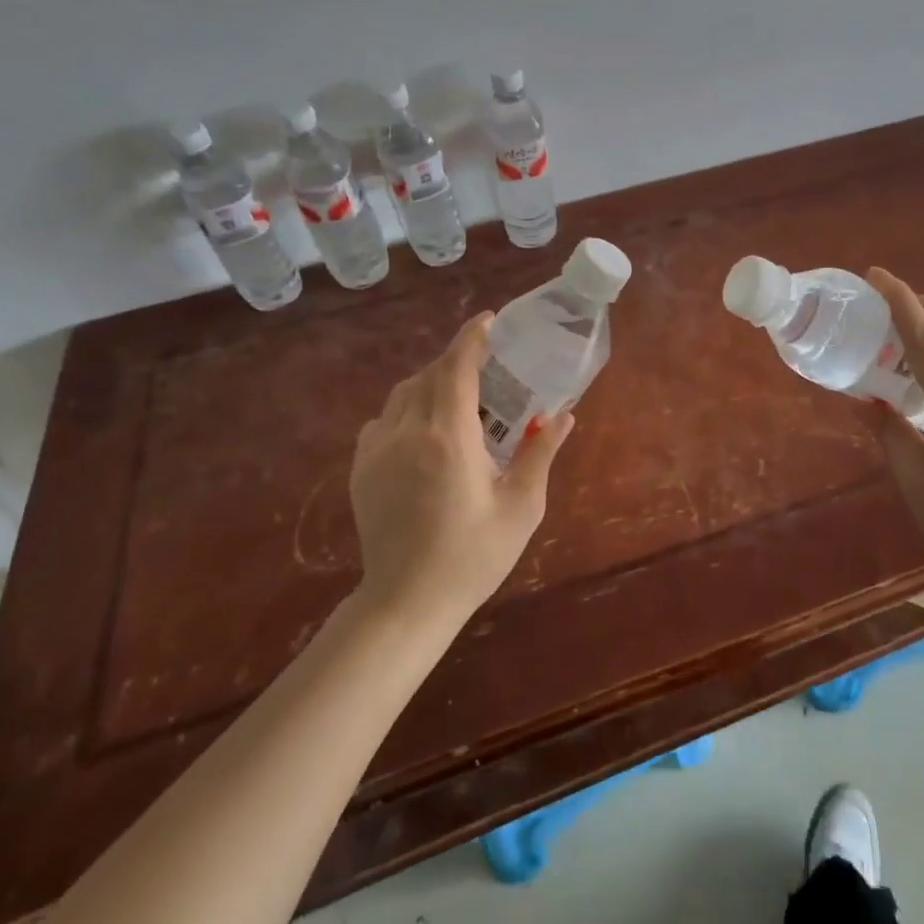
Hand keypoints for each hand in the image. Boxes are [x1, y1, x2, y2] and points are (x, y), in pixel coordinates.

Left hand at [348, 313, 573, 624]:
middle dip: (457, 361)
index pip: (457, 367)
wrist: (406, 603)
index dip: (473, 337)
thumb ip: (540, 454)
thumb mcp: (521, 507)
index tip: (491, 321)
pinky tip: (424, 433)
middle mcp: (407, 432)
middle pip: (430, 374)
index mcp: (449, 436)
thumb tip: (562, 416)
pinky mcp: (360, 470)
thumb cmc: (473, 555)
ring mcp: (377, 450)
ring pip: (403, 394)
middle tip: (488, 368)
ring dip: (431, 383)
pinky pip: (382, 420)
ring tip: (458, 399)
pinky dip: (406, 410)